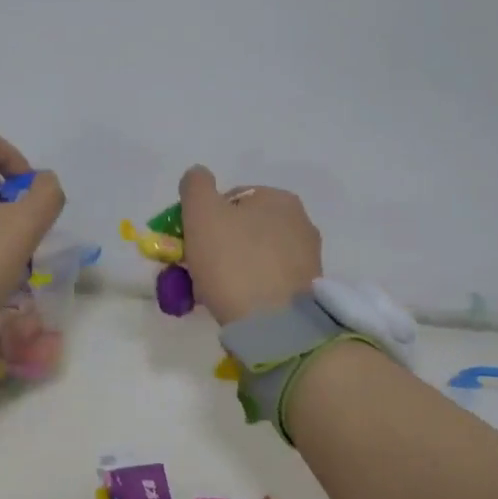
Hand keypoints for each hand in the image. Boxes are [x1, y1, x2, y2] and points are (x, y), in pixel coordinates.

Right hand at [177, 166, 322, 324]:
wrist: (273, 324)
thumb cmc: (233, 262)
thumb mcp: (202, 213)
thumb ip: (196, 185)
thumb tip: (198, 174)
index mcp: (278, 198)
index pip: (230, 199)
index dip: (203, 220)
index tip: (189, 244)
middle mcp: (300, 221)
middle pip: (243, 228)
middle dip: (218, 245)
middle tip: (197, 270)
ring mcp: (307, 257)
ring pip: (255, 255)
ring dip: (233, 267)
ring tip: (213, 291)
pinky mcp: (307, 289)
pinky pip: (268, 280)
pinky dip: (250, 287)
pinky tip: (236, 303)